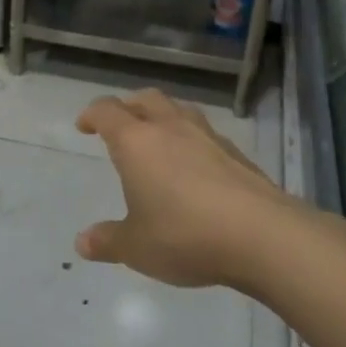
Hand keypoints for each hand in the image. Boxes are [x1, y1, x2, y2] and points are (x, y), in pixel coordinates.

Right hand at [74, 89, 294, 288]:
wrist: (263, 236)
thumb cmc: (185, 235)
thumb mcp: (136, 247)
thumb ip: (108, 241)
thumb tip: (82, 242)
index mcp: (137, 142)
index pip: (107, 112)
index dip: (92, 114)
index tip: (84, 125)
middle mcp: (171, 129)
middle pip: (146, 99)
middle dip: (128, 106)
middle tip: (119, 124)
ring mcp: (208, 137)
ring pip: (179, 110)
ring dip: (163, 117)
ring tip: (158, 139)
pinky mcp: (237, 154)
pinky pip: (205, 134)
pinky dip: (192, 140)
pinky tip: (195, 166)